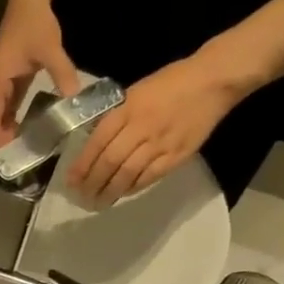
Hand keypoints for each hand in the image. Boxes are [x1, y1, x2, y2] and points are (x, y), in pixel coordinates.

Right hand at [0, 0, 79, 149]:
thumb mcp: (50, 48)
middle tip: (14, 165)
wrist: (28, 0)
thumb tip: (74, 100)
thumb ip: (62, 74)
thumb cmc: (35, 23)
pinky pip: (4, 110)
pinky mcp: (6, 83)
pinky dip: (9, 124)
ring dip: (3, 135)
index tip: (8, 158)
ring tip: (17, 155)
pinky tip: (23, 135)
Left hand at [68, 55, 239, 204]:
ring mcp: (159, 144)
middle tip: (83, 197)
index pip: (97, 142)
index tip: (71, 181)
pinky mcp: (176, 156)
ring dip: (110, 192)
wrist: (212, 81)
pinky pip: (148, 178)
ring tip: (99, 202)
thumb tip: (96, 142)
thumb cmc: (171, 83)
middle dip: (92, 183)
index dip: (82, 165)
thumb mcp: (136, 92)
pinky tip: (122, 193)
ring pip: (127, 174)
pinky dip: (132, 188)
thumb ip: (117, 116)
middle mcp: (141, 127)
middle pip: (109, 162)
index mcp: (128, 109)